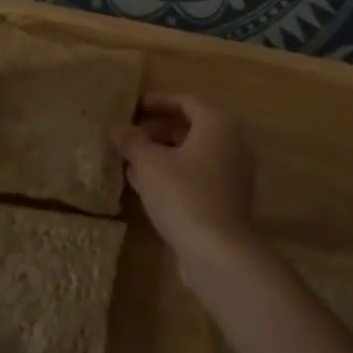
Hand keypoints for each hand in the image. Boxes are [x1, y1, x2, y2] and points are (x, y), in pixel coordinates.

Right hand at [115, 93, 257, 260]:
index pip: (185, 101)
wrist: (218, 251)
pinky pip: (198, 177)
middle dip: (158, 130)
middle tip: (130, 135)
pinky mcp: (228, 201)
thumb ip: (132, 141)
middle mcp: (233, 144)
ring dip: (163, 155)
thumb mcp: (149, 163)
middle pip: (191, 128)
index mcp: (218, 124)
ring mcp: (233, 175)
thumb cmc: (183, 194)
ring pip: (193, 155)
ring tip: (131, 160)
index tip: (133, 107)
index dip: (157, 101)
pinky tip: (146, 186)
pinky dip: (174, 175)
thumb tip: (119, 129)